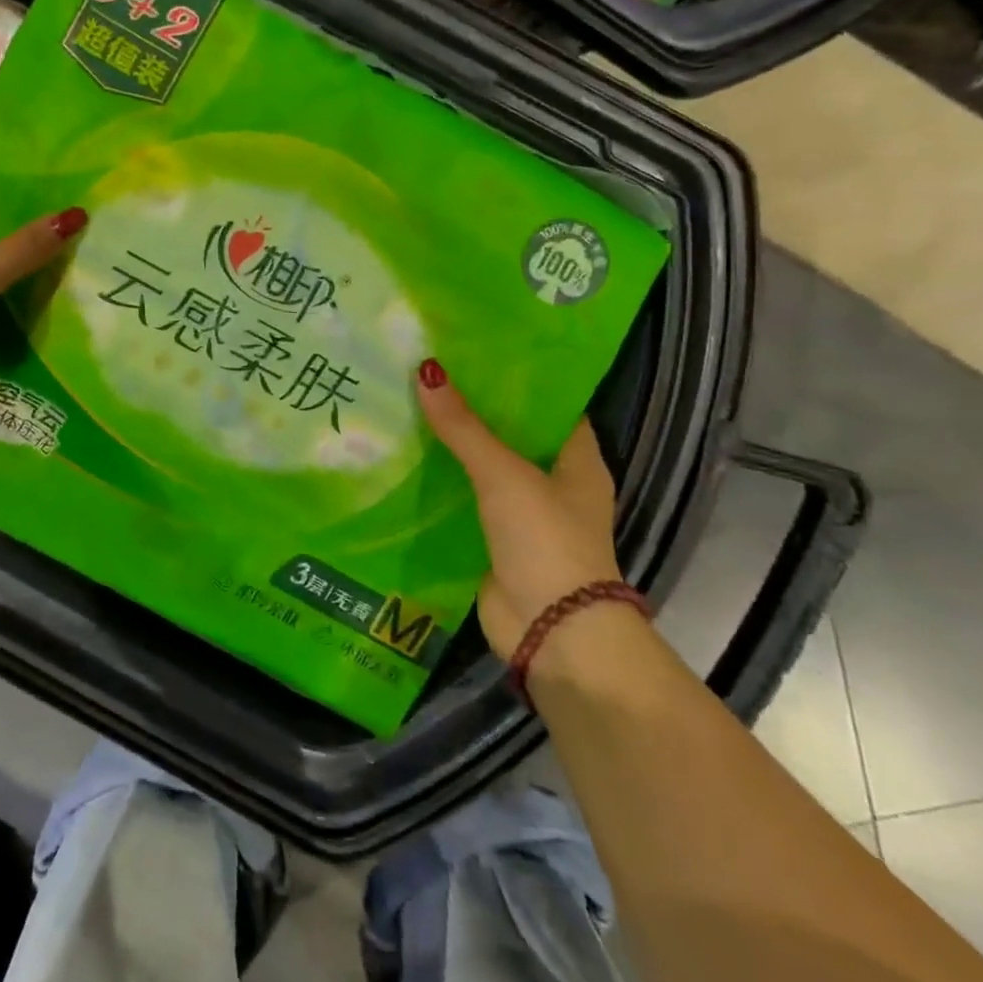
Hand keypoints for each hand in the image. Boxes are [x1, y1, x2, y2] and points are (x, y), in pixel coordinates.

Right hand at [416, 362, 619, 660]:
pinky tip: (405, 457)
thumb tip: (426, 372)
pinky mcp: (494, 540)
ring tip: (408, 404)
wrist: (551, 631)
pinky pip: (464, 500)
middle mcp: (553, 483)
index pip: (549, 405)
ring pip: (483, 467)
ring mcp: (522, 514)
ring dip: (453, 445)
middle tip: (428, 371)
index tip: (475, 350)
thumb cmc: (545, 540)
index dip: (518, 379)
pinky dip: (441, 482)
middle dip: (474, 409)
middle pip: (511, 435)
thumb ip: (464, 428)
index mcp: (577, 461)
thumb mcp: (504, 475)